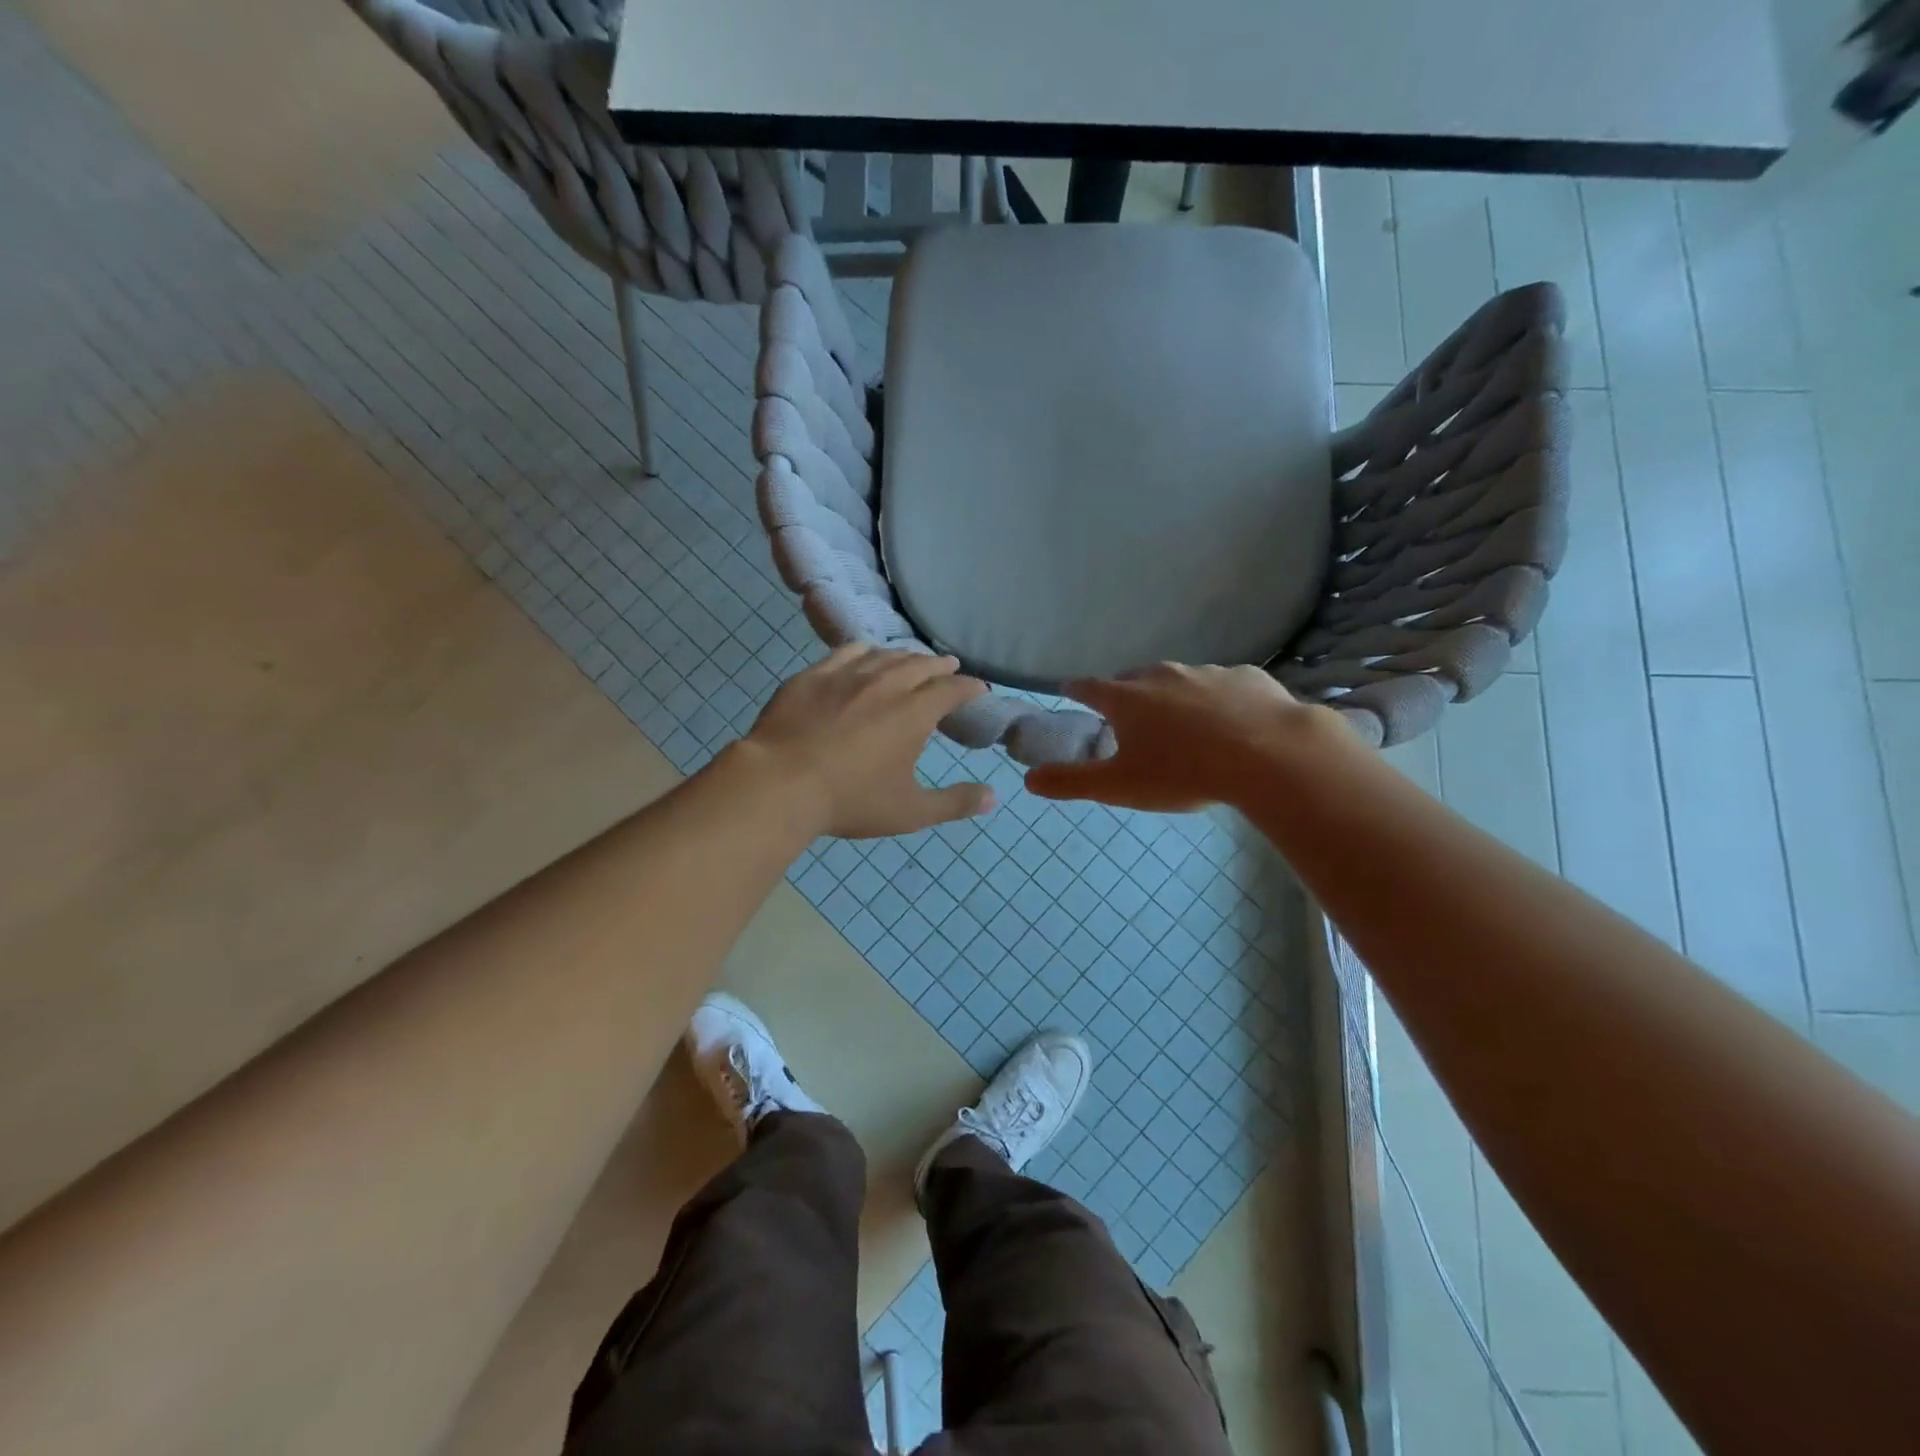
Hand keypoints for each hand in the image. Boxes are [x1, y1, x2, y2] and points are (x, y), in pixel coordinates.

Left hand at [741, 645, 995, 838]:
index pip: (952, 689)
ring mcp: (847, 674)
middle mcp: (886, 683)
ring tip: (912, 660)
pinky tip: (864, 655)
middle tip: (949, 667)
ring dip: (905, 656)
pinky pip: (846, 652)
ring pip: (885, 655)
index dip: (970, 687)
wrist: (780, 784)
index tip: (978, 689)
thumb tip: (994, 797)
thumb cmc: (850, 800)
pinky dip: (865, 651)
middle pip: (921, 664)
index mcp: (914, 712)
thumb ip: (955, 803)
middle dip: (940, 665)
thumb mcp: (910, 811)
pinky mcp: (814, 675)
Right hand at [1025, 663, 1332, 812]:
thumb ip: (1071, 782)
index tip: (1069, 692)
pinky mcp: (1248, 676)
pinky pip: (1223, 685)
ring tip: (1183, 725)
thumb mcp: (1119, 786)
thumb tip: (1028, 779)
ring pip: (1179, 680)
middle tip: (1129, 718)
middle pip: (1134, 678)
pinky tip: (1232, 722)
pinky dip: (1218, 699)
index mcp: (1127, 698)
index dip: (1075, 690)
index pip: (1088, 687)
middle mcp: (1162, 675)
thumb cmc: (1184, 773)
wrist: (1270, 756)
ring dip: (1173, 696)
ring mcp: (1207, 671)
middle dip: (1126, 693)